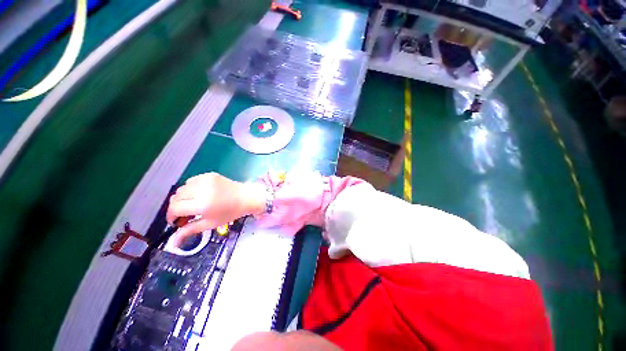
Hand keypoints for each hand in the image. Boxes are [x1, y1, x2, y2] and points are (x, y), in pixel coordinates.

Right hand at [166, 173, 264, 245]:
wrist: (246, 197)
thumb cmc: (230, 212)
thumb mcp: (210, 224)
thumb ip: (189, 231)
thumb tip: (172, 243)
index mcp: (202, 204)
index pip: (174, 209)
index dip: (171, 216)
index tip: (176, 221)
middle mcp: (201, 190)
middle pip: (175, 198)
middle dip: (176, 207)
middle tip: (186, 214)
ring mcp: (205, 180)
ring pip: (181, 188)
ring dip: (183, 197)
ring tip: (194, 204)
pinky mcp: (209, 174)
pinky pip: (191, 181)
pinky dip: (191, 188)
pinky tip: (200, 194)